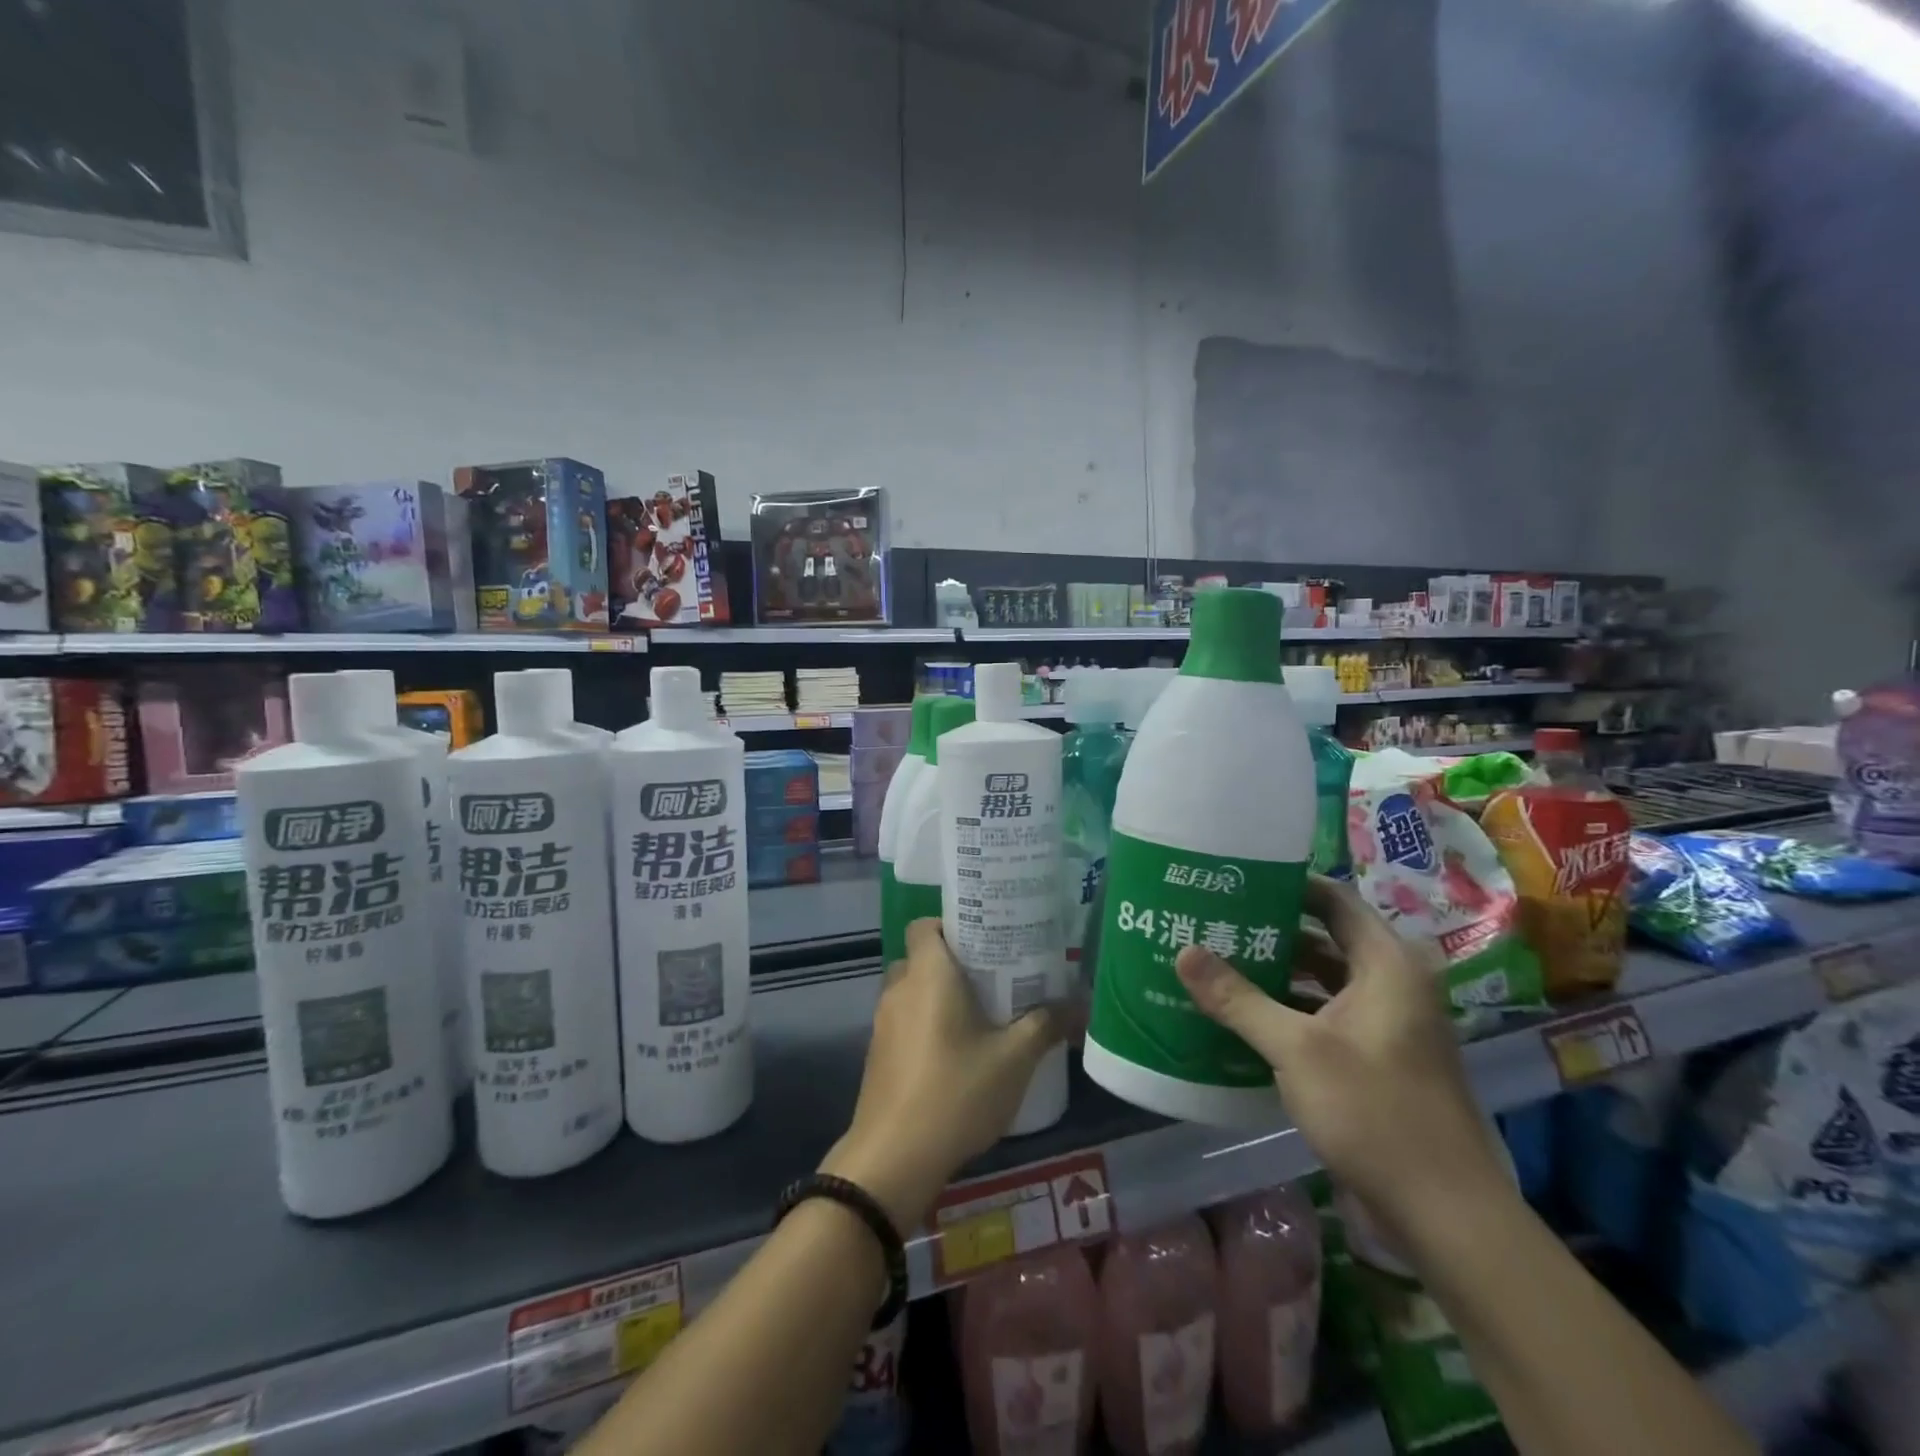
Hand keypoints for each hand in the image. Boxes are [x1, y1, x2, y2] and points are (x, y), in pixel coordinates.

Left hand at [822, 918, 1065, 1231]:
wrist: (893, 1159)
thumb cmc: (955, 1092)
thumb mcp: (1014, 1059)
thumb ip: (1046, 1025)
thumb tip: (1082, 1005)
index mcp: (927, 974)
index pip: (925, 925)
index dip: (952, 924)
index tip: (987, 939)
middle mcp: (899, 989)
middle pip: (923, 958)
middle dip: (956, 964)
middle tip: (997, 977)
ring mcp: (883, 1023)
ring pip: (914, 992)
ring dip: (942, 997)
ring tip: (984, 1015)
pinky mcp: (878, 1055)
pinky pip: (905, 1022)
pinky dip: (928, 1025)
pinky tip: (958, 1054)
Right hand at [1173, 875, 1508, 1239]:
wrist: (1445, 1214)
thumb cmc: (1375, 1113)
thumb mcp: (1296, 1050)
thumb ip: (1238, 999)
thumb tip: (1183, 951)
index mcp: (1388, 965)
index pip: (1332, 901)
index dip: (1286, 886)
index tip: (1234, 881)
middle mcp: (1393, 984)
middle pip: (1325, 939)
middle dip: (1270, 931)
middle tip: (1214, 921)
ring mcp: (1388, 1024)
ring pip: (1323, 980)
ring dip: (1277, 973)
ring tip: (1218, 962)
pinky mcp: (1378, 1059)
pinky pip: (1326, 1015)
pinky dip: (1289, 1009)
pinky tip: (1243, 1016)